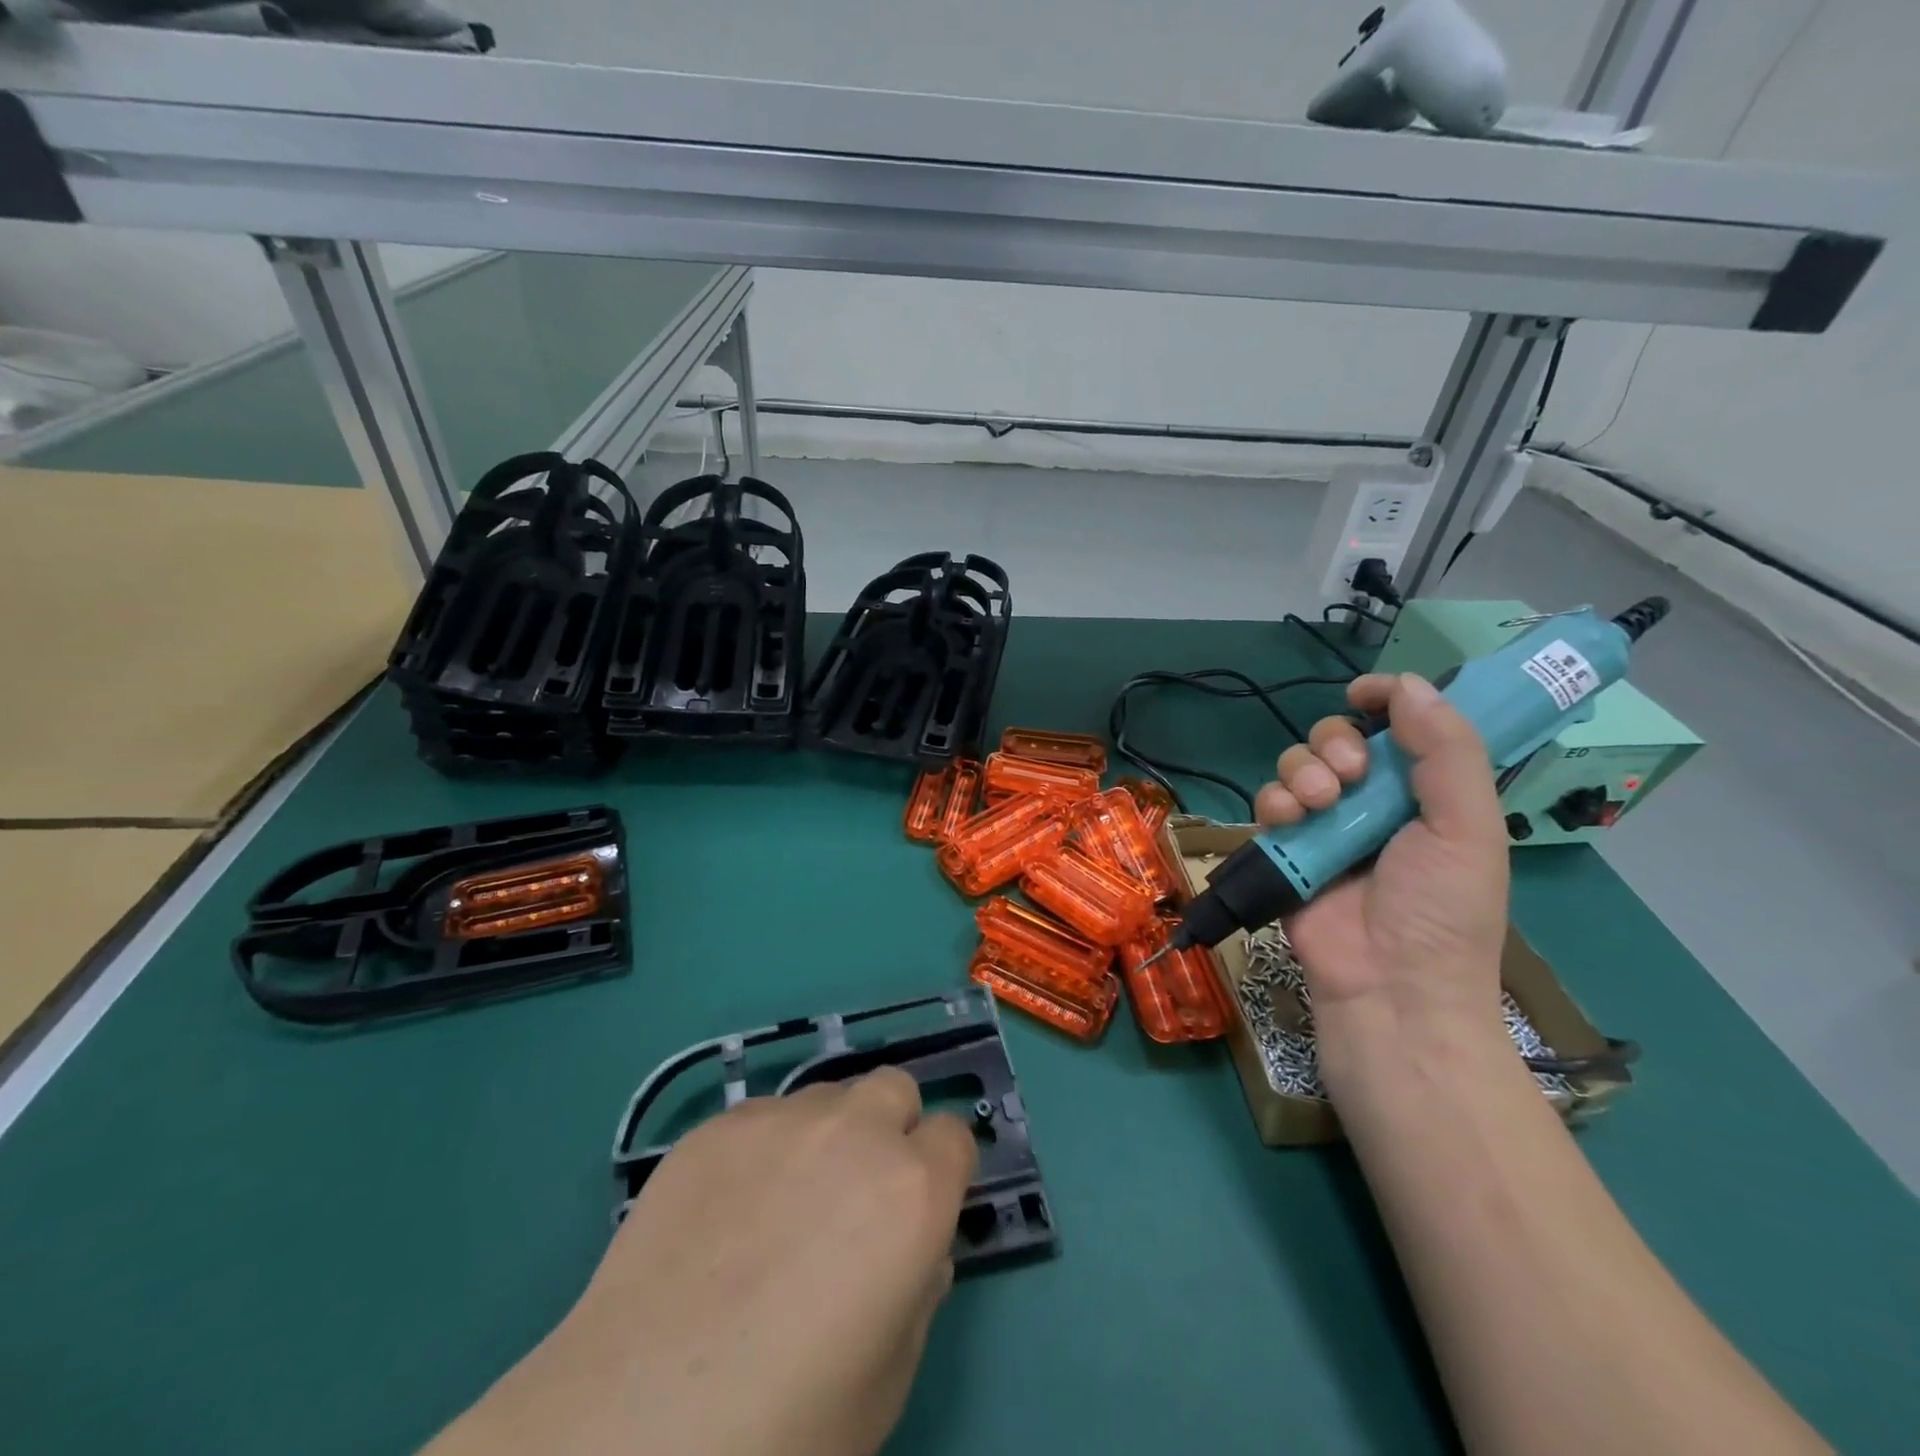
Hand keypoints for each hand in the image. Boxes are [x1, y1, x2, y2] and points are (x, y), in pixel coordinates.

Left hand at [429, 1069, 976, 1455]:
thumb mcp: (888, 1377)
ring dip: (828, 1134)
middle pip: (895, 1089)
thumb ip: (918, 1288)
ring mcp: (780, 1119)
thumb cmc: (785, 1423)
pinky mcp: (716, 1126)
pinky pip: (763, 1116)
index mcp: (914, 1190)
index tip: (920, 1208)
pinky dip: (764, 1148)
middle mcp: (855, 1131)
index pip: (955, 1136)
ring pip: (828, 1096)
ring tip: (784, 1203)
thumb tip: (913, 1246)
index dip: (943, 1172)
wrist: (638, 1423)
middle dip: (891, 1129)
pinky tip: (726, 1212)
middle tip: (857, 1194)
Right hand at [1253, 673, 1510, 1090]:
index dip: (1385, 699)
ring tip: (1320, 804)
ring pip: (1296, 764)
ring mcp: (1324, 825)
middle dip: (1335, 742)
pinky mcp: (1285, 848)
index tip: (1364, 692)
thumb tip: (1408, 683)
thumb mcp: (1467, 827)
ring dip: (1303, 772)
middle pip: (1337, 737)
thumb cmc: (1442, 910)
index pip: (1401, 726)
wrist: (1389, 986)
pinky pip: (1268, 802)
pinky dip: (1274, 803)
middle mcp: (1372, 802)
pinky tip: (1291, 821)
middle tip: (1349, 774)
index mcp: (1425, 793)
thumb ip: (1446, 751)